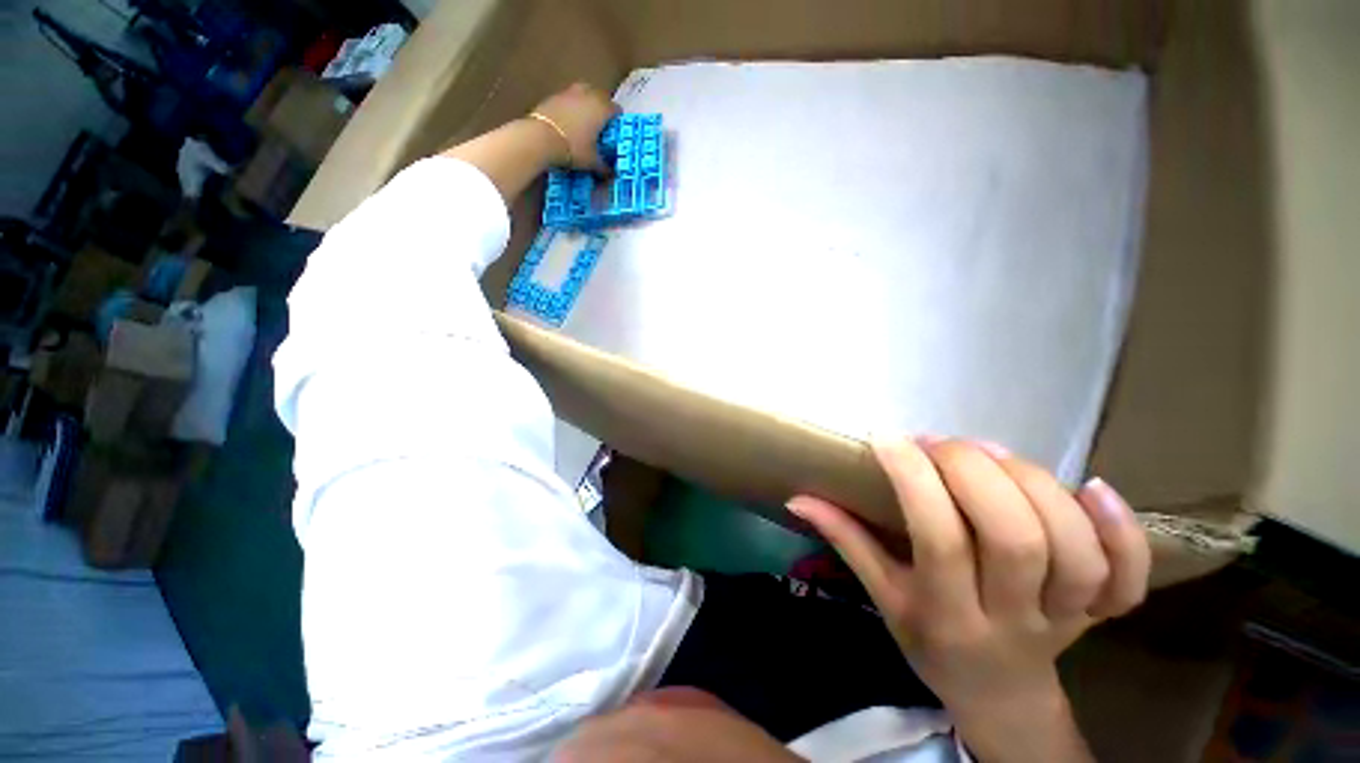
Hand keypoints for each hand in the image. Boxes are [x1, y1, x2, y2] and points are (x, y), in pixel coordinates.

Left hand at [528, 83, 619, 172]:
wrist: (541, 138)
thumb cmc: (573, 149)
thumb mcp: (592, 162)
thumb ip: (604, 166)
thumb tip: (610, 172)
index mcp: (602, 108)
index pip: (616, 110)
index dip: (617, 122)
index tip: (614, 134)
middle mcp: (588, 94)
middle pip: (600, 97)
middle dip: (602, 110)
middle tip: (600, 127)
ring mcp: (570, 92)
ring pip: (584, 95)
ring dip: (586, 106)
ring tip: (583, 123)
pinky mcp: (554, 95)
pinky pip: (568, 100)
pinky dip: (571, 108)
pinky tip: (568, 123)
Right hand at [787, 438, 1150, 761]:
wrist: (1001, 693)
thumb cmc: (931, 642)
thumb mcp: (882, 598)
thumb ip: (846, 541)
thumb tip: (799, 498)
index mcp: (949, 615)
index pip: (939, 540)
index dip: (915, 480)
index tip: (888, 438)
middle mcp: (1013, 618)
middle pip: (1014, 538)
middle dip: (973, 473)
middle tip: (938, 442)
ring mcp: (1069, 616)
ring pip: (1071, 546)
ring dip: (1030, 484)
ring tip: (987, 452)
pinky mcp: (1105, 611)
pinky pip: (1129, 576)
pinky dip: (1122, 530)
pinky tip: (1093, 486)